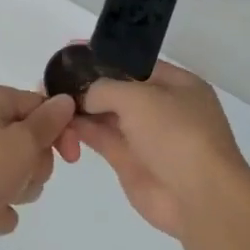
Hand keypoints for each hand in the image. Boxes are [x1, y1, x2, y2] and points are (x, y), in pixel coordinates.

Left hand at [0, 85, 77, 249]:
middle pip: (33, 145)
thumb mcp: (23, 142)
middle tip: (19, 176)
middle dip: (34, 168)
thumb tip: (65, 100)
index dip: (60, 132)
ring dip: (16, 192)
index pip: (42, 108)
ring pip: (19, 175)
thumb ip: (49, 123)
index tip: (70, 157)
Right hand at [68, 61, 248, 239]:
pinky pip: (103, 139)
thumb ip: (105, 89)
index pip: (135, 64)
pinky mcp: (131, 163)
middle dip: (89, 85)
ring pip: (107, 116)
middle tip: (54, 79)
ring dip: (82, 108)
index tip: (73, 51)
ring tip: (51, 99)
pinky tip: (62, 123)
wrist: (199, 198)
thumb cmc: (176, 134)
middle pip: (119, 91)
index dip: (105, 57)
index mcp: (178, 85)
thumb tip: (84, 96)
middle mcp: (163, 108)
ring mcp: (147, 137)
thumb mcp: (139, 97)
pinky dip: (83, 130)